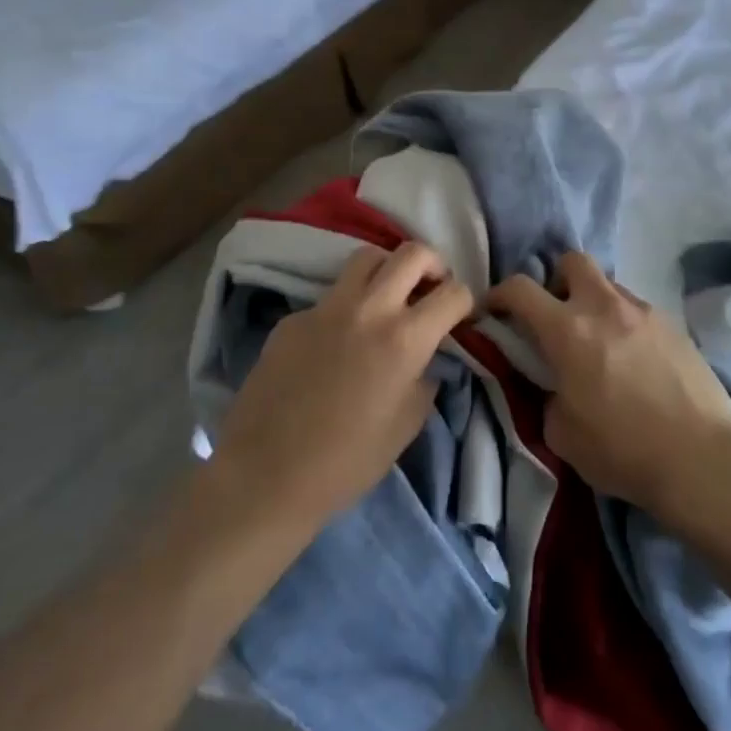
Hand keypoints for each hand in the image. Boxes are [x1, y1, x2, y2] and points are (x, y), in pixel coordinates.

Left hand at [210, 242, 473, 531]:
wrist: (265, 477)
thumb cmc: (347, 461)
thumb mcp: (408, 424)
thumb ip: (426, 379)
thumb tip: (428, 358)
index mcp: (405, 338)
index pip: (453, 292)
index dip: (465, 302)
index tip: (460, 316)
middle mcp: (369, 309)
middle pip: (413, 253)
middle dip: (433, 265)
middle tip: (430, 289)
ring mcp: (326, 307)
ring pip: (367, 257)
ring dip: (388, 269)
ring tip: (387, 296)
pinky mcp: (294, 317)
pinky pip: (330, 296)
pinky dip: (346, 306)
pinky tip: (337, 340)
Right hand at [486, 253, 730, 518]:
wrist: (699, 458)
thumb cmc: (621, 449)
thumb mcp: (561, 433)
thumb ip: (546, 395)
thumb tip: (553, 382)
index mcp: (568, 330)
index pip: (520, 289)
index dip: (498, 295)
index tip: (492, 311)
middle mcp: (605, 307)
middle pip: (572, 261)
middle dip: (556, 281)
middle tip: (556, 318)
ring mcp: (644, 312)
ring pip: (609, 285)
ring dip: (594, 303)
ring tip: (599, 344)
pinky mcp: (673, 326)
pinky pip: (638, 310)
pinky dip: (624, 324)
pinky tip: (633, 361)